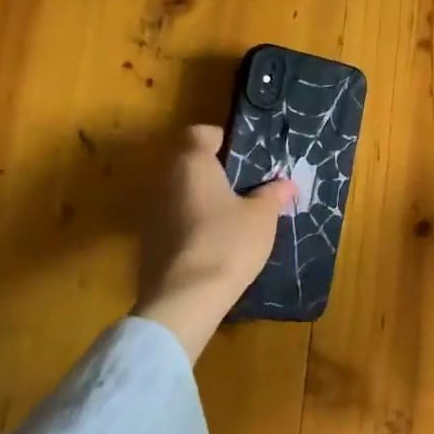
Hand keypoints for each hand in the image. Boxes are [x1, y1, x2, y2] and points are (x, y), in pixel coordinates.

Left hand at [134, 125, 295, 360]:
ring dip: (203, 198)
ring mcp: (151, 212)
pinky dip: (193, 222)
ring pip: (181, 192)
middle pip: (189, 163)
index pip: (199, 133)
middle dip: (215, 171)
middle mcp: (165, 180)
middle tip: (246, 185)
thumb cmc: (227, 243)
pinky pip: (175, 219)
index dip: (222, 139)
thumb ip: (272, 194)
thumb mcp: (262, 216)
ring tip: (234, 215)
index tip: (245, 157)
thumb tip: (285, 183)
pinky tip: (215, 242)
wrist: (184, 300)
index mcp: (191, 163)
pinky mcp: (148, 241)